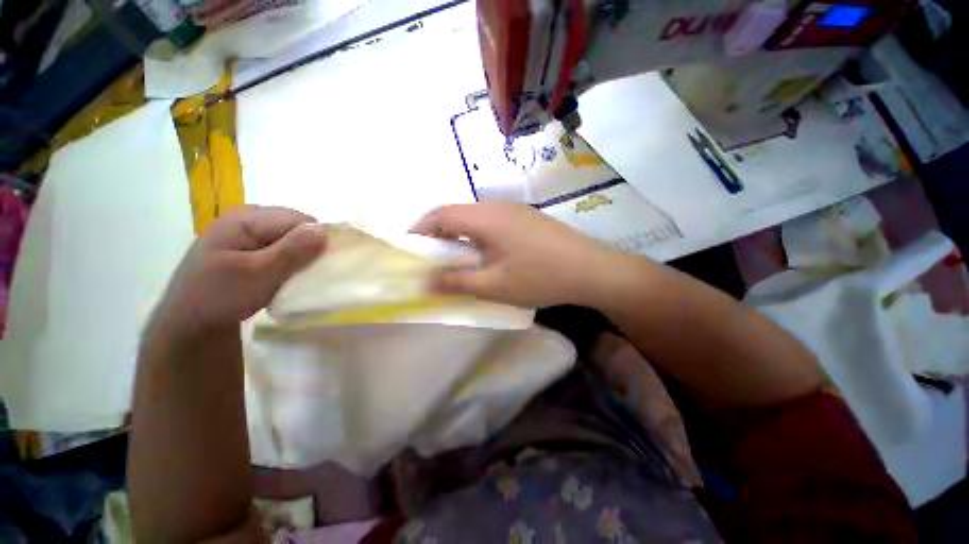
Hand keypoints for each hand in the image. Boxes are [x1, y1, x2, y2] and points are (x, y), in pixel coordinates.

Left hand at [152, 206, 325, 337]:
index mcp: (245, 218)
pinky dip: (288, 259)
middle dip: (308, 246)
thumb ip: (293, 251)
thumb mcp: (260, 274)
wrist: (189, 324)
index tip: (319, 264)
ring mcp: (244, 232)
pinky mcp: (245, 247)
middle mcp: (245, 218)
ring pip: (289, 237)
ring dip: (299, 255)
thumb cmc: (221, 297)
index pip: (299, 220)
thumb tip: (326, 231)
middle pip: (295, 225)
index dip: (316, 240)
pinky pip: (279, 245)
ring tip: (294, 275)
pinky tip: (283, 274)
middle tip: (305, 271)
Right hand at [410, 202, 614, 307]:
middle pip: (457, 213)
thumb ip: (457, 282)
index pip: (440, 214)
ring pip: (475, 218)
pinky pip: (492, 222)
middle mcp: (497, 207)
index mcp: (485, 218)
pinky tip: (486, 255)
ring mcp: (515, 211)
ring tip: (456, 259)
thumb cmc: (540, 277)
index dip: (420, 229)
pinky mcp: (527, 219)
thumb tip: (424, 283)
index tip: (410, 248)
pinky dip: (478, 236)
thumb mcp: (494, 285)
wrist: (591, 270)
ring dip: (460, 235)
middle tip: (431, 259)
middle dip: (438, 234)